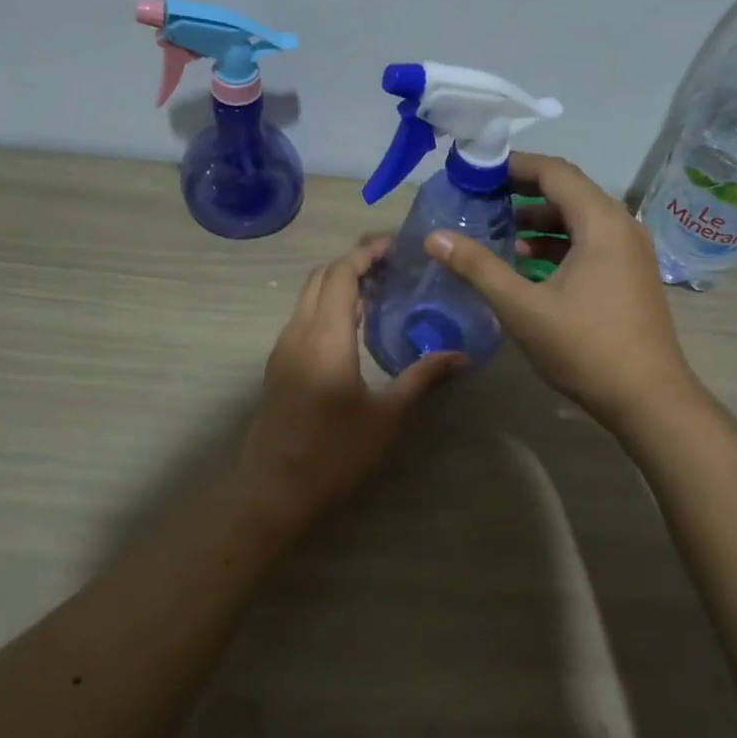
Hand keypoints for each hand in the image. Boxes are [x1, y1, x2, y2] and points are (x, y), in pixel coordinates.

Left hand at [240, 238, 463, 519]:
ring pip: (308, 295)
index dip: (367, 253)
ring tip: (379, 291)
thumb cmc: (335, 453)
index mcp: (325, 336)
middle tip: (392, 265)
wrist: (275, 491)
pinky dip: (326, 304)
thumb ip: (422, 377)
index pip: (342, 274)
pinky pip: (302, 317)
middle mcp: (298, 331)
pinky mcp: (278, 365)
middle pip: (321, 276)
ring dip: (338, 283)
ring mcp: (283, 348)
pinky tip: (354, 326)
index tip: (396, 246)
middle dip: (354, 262)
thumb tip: (461, 356)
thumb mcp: (387, 415)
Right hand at [428, 152, 698, 428]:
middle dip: (521, 192)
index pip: (554, 171)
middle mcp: (621, 226)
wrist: (649, 399)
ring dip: (538, 221)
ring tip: (497, 233)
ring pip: (579, 219)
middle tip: (478, 199)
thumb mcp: (523, 308)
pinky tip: (527, 265)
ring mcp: (630, 252)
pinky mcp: (630, 275)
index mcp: (601, 222)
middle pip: (567, 191)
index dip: (513, 165)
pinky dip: (557, 244)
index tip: (475, 171)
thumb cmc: (585, 348)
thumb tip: (435, 237)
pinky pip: (590, 243)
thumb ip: (478, 268)